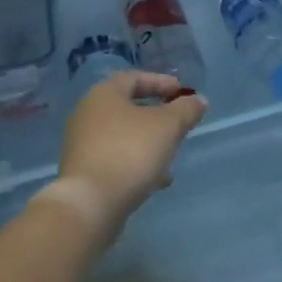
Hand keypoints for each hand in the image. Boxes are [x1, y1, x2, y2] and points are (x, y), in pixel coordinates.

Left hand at [41, 72, 207, 244]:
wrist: (89, 204)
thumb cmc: (130, 152)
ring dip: (148, 142)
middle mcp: (88, 114)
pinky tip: (156, 180)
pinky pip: (115, 158)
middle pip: (127, 107)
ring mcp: (82, 144)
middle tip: (178, 123)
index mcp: (104, 95)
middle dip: (156, 115)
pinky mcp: (83, 172)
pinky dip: (136, 162)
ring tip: (171, 156)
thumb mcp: (168, 127)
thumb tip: (199, 100)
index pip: (134, 77)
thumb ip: (186, 110)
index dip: (160, 82)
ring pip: (123, 136)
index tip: (182, 92)